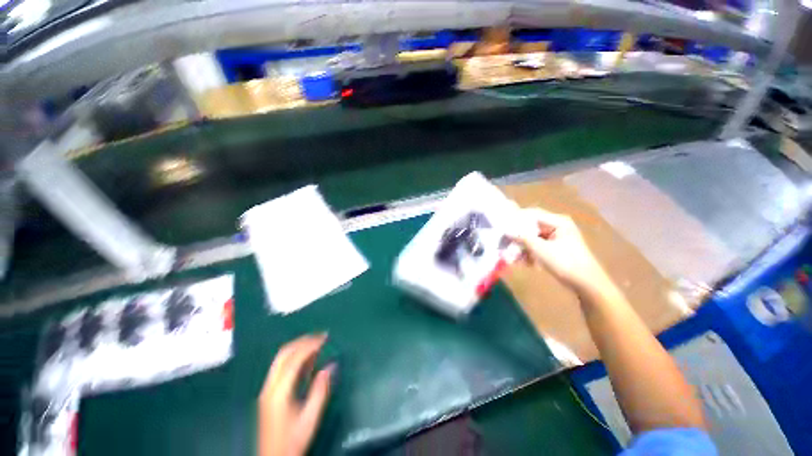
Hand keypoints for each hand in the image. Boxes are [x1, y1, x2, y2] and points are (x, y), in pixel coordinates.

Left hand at [258, 334, 333, 455]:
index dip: (310, 345)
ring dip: (298, 347)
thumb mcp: (310, 418)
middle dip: (303, 341)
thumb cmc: (292, 441)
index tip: (325, 338)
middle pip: (284, 354)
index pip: (294, 359)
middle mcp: (270, 386)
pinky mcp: (269, 393)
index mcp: (279, 392)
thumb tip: (331, 365)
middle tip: (321, 336)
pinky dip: (295, 358)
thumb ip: (320, 390)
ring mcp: (267, 389)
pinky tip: (308, 359)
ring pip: (281, 359)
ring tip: (316, 343)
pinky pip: (281, 368)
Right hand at [511, 207, 609, 293]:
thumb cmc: (565, 262)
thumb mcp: (541, 249)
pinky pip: (537, 247)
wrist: (586, 284)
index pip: (532, 214)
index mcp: (558, 222)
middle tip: (504, 244)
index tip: (502, 226)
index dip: (516, 219)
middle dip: (517, 238)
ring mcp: (555, 239)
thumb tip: (506, 231)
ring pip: (532, 239)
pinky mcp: (553, 249)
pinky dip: (528, 254)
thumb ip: (522, 238)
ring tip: (510, 258)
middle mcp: (556, 227)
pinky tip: (521, 262)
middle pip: (530, 228)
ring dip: (521, 248)